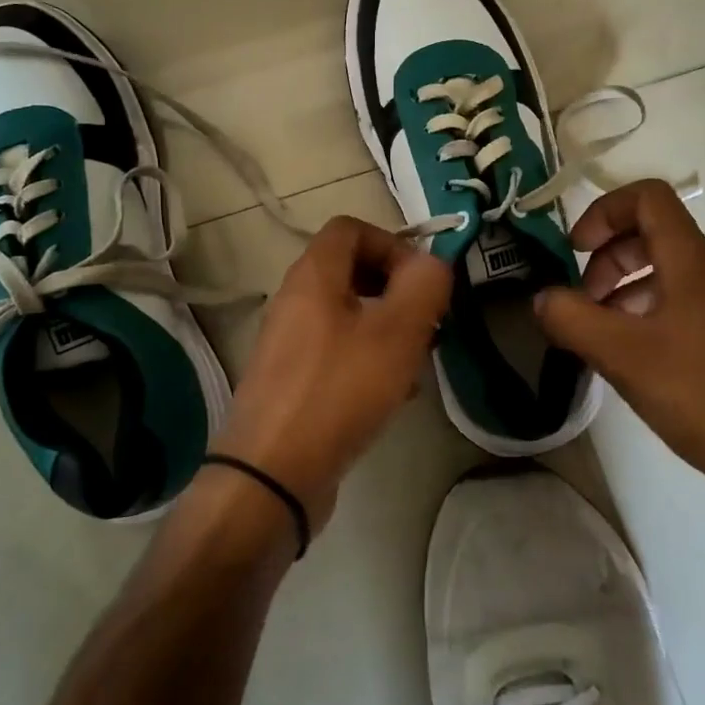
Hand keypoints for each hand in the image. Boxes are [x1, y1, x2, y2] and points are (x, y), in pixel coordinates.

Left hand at [211, 216, 451, 533]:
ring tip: (416, 363)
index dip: (392, 244)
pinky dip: (368, 361)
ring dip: (387, 330)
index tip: (421, 283)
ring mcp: (289, 344)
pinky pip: (337, 354)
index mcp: (313, 276)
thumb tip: (432, 264)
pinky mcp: (292, 382)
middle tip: (426, 323)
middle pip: (351, 272)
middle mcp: (294, 302)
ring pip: (348, 316)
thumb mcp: (397, 332)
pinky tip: (392, 397)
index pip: (351, 228)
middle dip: (397, 292)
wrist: (272, 475)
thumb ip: (424, 285)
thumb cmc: (338, 391)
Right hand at [534, 180, 704, 530]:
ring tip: (593, 331)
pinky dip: (638, 317)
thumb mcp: (623, 355)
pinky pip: (672, 308)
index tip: (575, 250)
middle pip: (650, 234)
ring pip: (660, 274)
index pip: (648, 197)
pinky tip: (622, 358)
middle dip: (605, 256)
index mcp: (690, 263)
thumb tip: (541, 297)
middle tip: (580, 299)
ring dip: (619, 289)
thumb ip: (572, 319)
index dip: (604, 210)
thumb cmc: (702, 394)